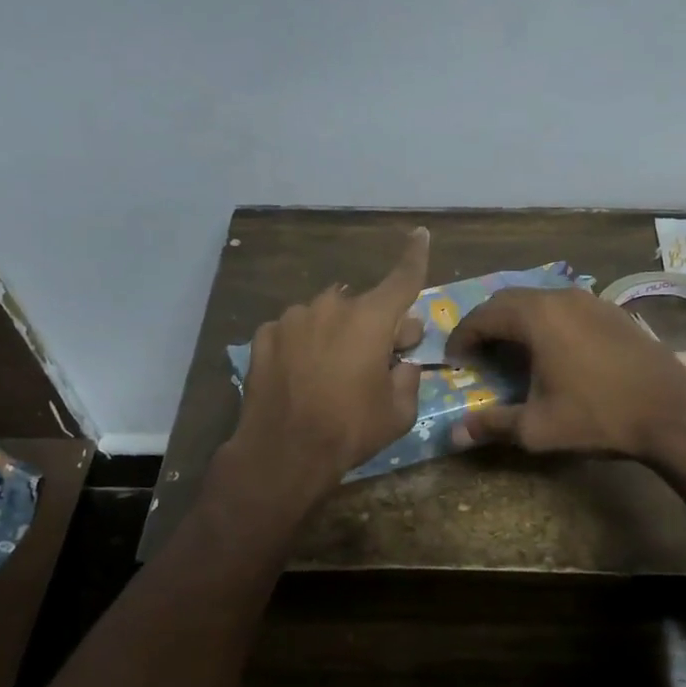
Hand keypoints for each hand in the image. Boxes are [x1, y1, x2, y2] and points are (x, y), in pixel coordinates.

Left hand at [223, 227, 430, 503]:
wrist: (282, 452)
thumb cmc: (350, 431)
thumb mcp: (399, 413)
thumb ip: (408, 378)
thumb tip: (403, 362)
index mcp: (371, 320)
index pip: (402, 279)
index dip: (415, 257)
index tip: (420, 234)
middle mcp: (331, 307)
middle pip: (363, 306)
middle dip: (376, 325)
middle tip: (380, 357)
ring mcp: (293, 319)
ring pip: (326, 316)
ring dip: (336, 334)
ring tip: (332, 372)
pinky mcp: (265, 335)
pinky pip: (296, 331)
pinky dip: (304, 343)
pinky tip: (301, 374)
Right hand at [445, 285, 685, 460]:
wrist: (672, 413)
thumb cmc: (598, 417)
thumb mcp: (537, 428)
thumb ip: (492, 425)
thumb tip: (453, 435)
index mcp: (537, 317)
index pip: (483, 316)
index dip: (462, 337)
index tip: (453, 360)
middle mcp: (561, 297)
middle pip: (508, 300)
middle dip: (486, 324)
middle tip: (476, 353)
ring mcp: (591, 300)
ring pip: (539, 300)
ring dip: (516, 321)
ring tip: (510, 351)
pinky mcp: (613, 311)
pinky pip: (565, 307)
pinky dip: (546, 322)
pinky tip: (552, 350)